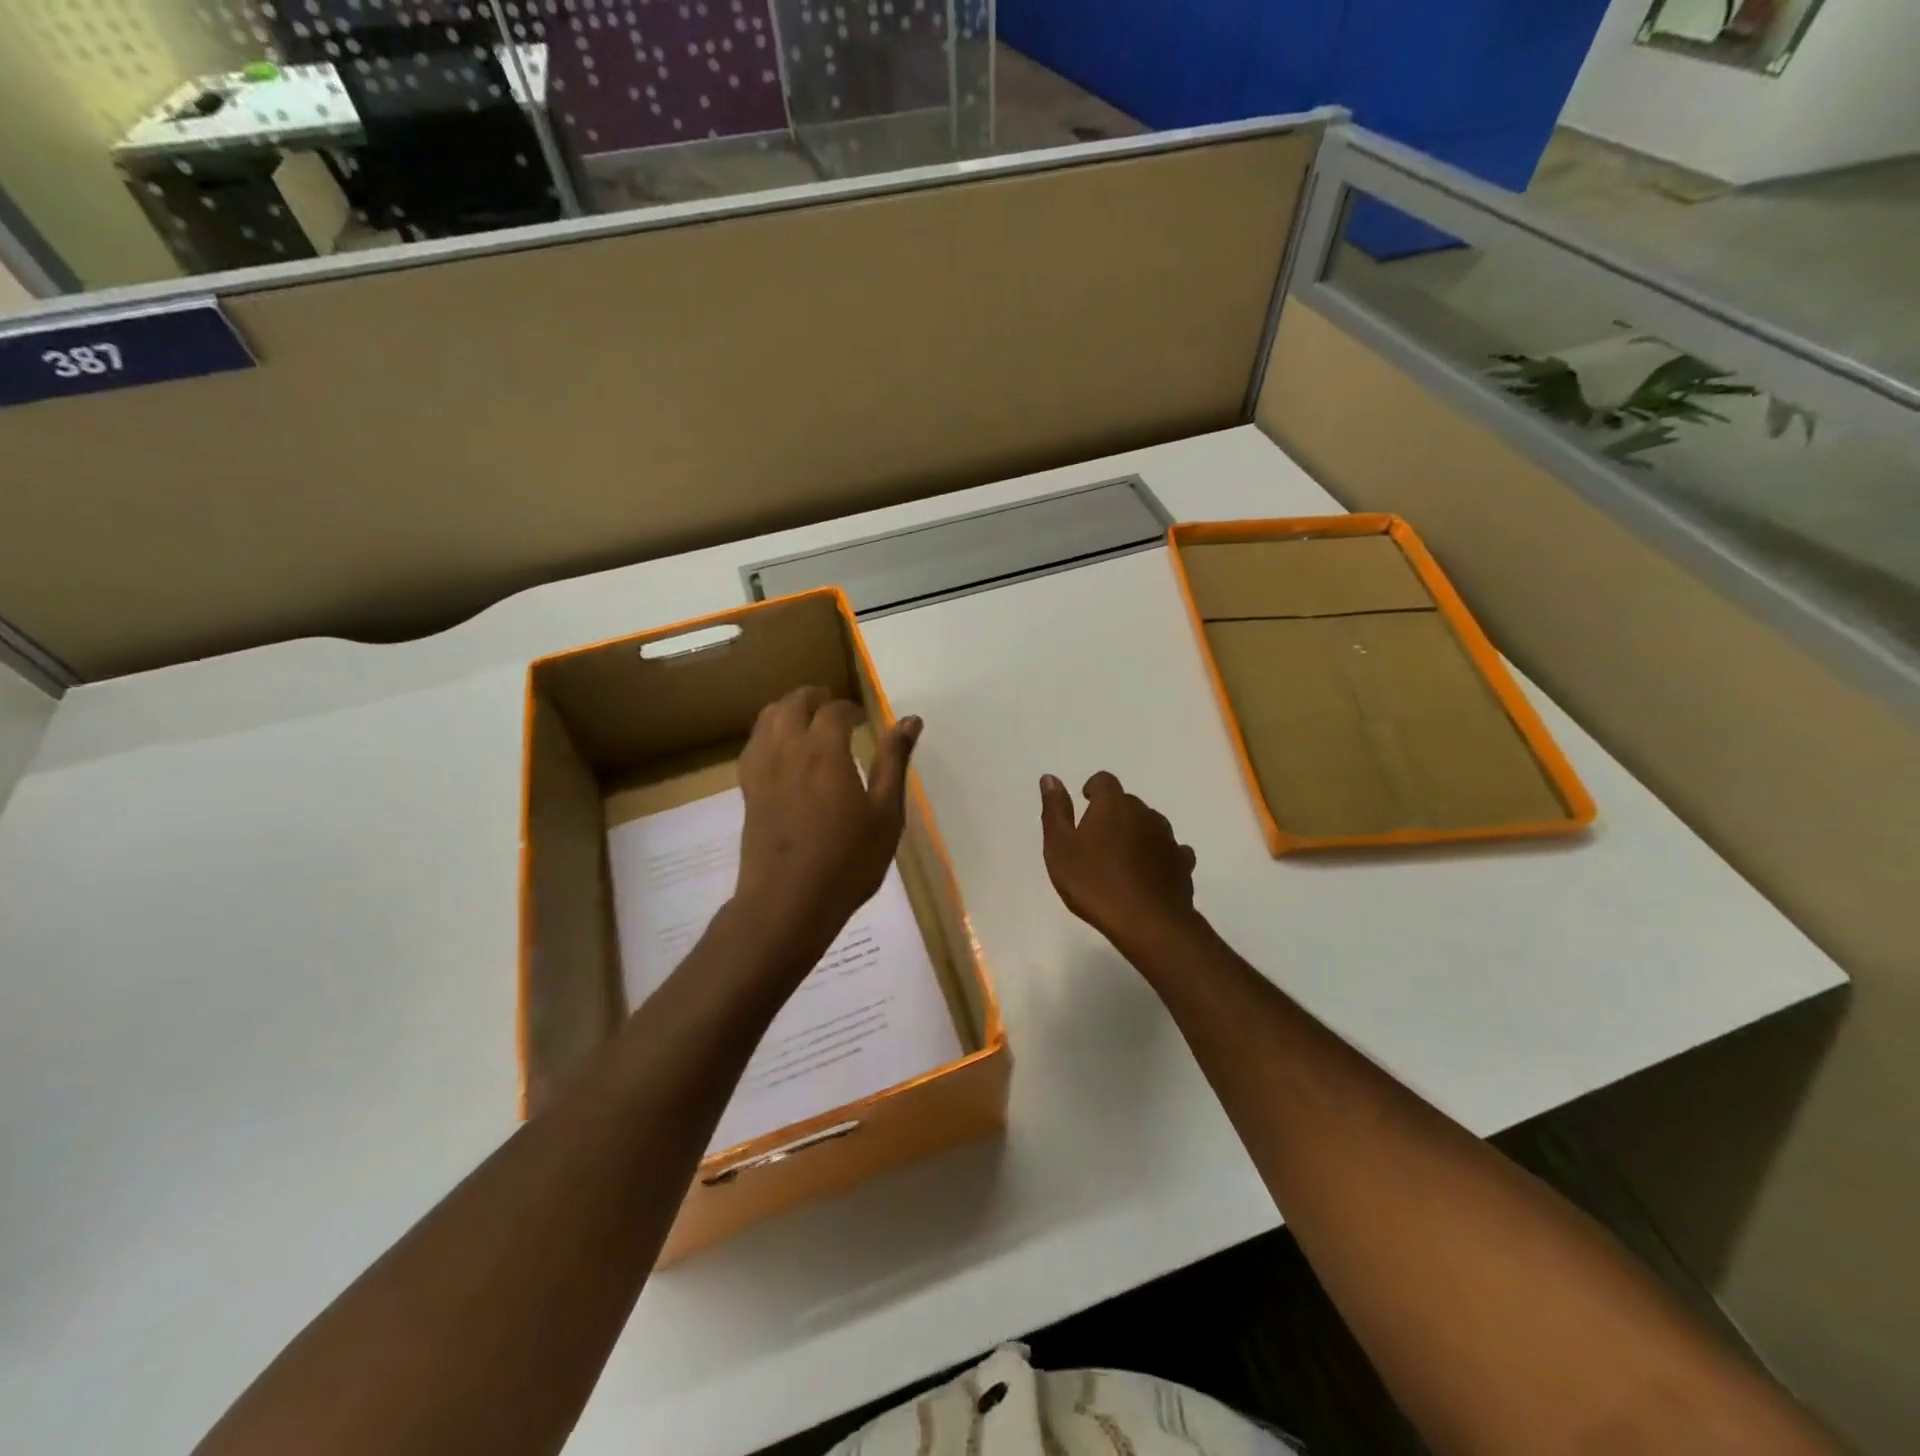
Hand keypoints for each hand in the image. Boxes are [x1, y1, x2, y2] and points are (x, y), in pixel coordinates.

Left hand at [734, 686, 921, 963]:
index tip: (862, 718)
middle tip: (834, 707)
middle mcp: (788, 750)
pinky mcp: (747, 790)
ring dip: (788, 709)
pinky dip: (769, 732)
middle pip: (794, 704)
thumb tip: (910, 721)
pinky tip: (782, 749)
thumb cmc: (848, 861)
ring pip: (768, 718)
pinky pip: (754, 744)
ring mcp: (762, 769)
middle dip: (815, 698)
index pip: (834, 710)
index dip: (850, 709)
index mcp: (824, 751)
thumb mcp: (885, 814)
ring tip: (807, 719)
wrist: (788, 903)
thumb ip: (894, 762)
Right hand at [1039, 771, 1202, 953]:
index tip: (1085, 803)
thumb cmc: (1094, 883)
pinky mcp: (1183, 863)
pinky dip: (1158, 855)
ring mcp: (1168, 837)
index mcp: (1112, 805)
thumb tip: (1050, 778)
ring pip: (1150, 825)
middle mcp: (1144, 813)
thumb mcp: (1060, 848)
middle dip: (1113, 814)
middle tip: (1096, 840)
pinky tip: (1149, 873)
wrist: (1147, 922)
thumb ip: (1055, 811)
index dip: (1093, 788)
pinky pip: (1170, 850)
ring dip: (1136, 833)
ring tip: (1121, 859)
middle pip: (1127, 803)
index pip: (1104, 781)